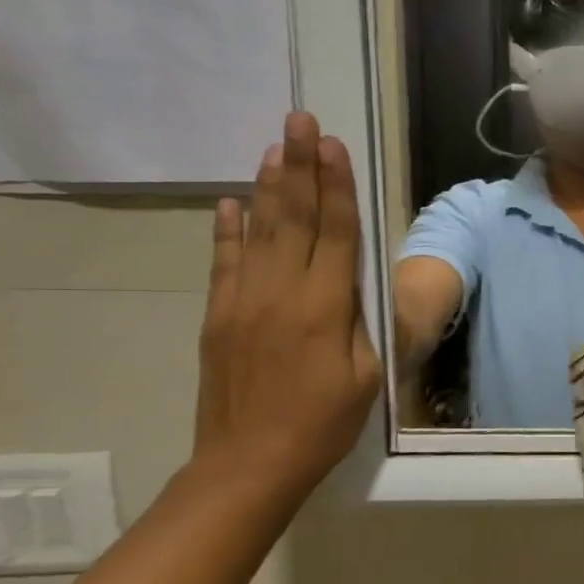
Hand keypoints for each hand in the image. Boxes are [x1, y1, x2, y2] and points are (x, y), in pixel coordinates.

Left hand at [193, 112, 382, 505]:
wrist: (248, 464)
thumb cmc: (322, 424)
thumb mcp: (366, 378)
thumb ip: (362, 324)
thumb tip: (355, 284)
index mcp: (325, 307)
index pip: (336, 232)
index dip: (337, 186)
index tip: (333, 144)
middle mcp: (282, 291)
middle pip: (295, 217)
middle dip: (301, 165)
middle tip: (300, 119)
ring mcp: (243, 300)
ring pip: (259, 230)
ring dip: (269, 186)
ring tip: (275, 146)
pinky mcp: (218, 316)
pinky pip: (224, 262)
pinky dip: (228, 229)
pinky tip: (231, 201)